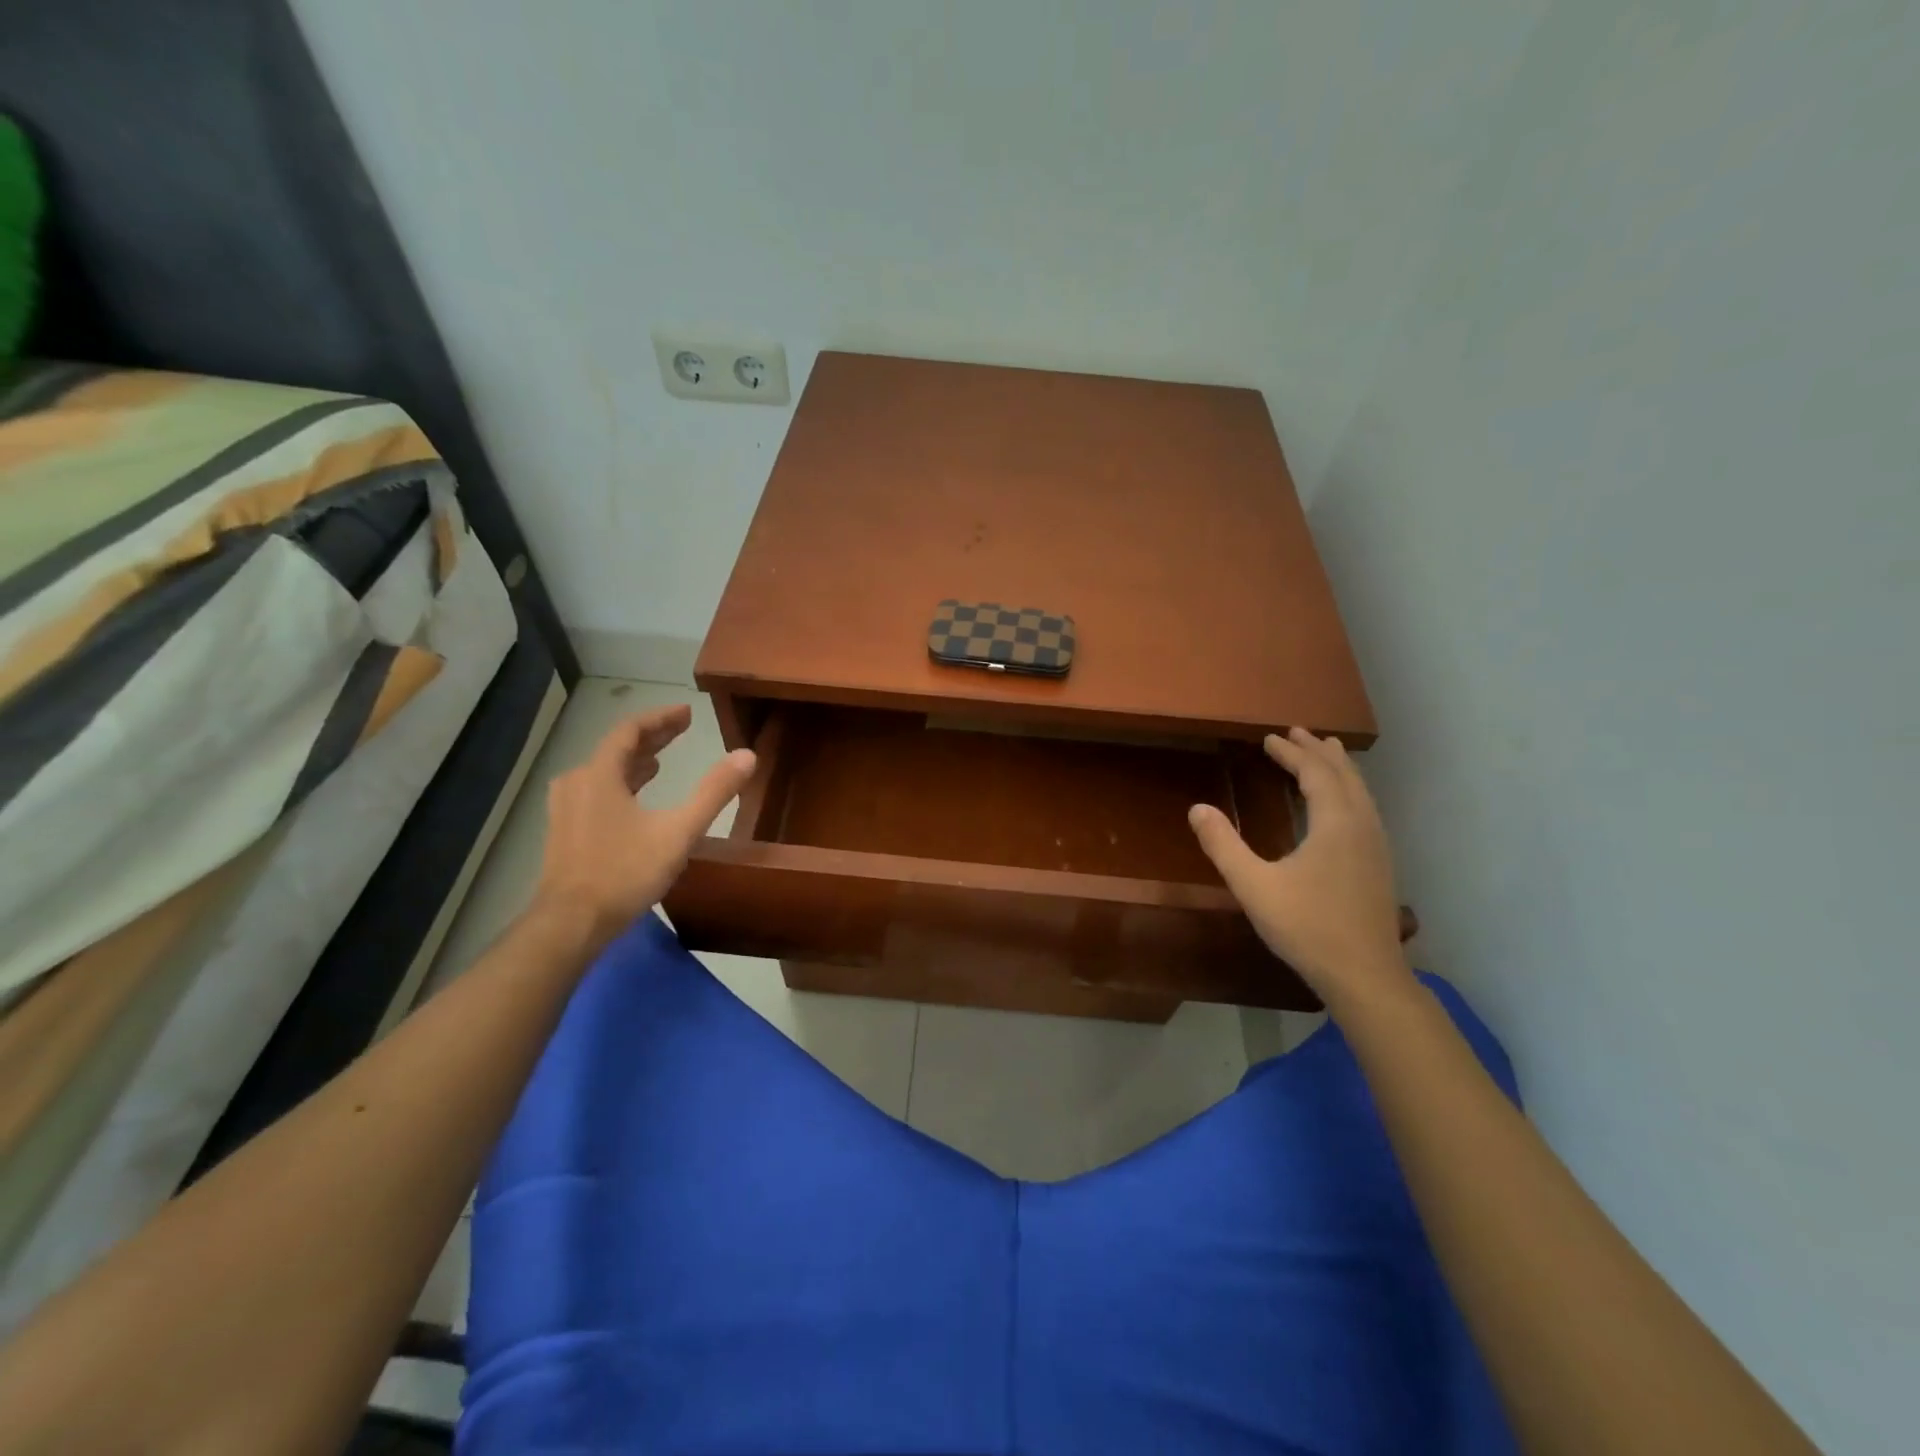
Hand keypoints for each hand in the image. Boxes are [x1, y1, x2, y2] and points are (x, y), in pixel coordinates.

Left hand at [533, 706, 755, 945]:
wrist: (570, 924)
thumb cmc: (625, 872)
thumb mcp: (679, 831)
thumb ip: (713, 792)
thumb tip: (747, 755)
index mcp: (600, 774)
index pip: (630, 731)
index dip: (661, 718)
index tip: (687, 712)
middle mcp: (577, 783)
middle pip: (616, 749)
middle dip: (651, 738)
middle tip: (681, 730)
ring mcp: (565, 809)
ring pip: (603, 772)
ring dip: (634, 762)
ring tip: (661, 762)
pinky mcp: (563, 831)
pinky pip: (595, 792)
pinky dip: (620, 784)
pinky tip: (635, 800)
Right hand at [1188, 726, 1414, 1017]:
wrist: (1364, 976)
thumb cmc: (1307, 927)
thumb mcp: (1254, 886)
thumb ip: (1223, 845)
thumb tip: (1197, 809)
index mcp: (1335, 823)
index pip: (1315, 772)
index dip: (1292, 752)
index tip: (1269, 738)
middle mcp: (1362, 826)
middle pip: (1344, 775)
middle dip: (1319, 752)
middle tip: (1297, 733)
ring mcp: (1376, 846)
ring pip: (1361, 793)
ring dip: (1339, 770)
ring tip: (1326, 754)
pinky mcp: (1380, 866)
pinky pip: (1365, 810)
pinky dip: (1349, 792)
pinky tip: (1340, 807)